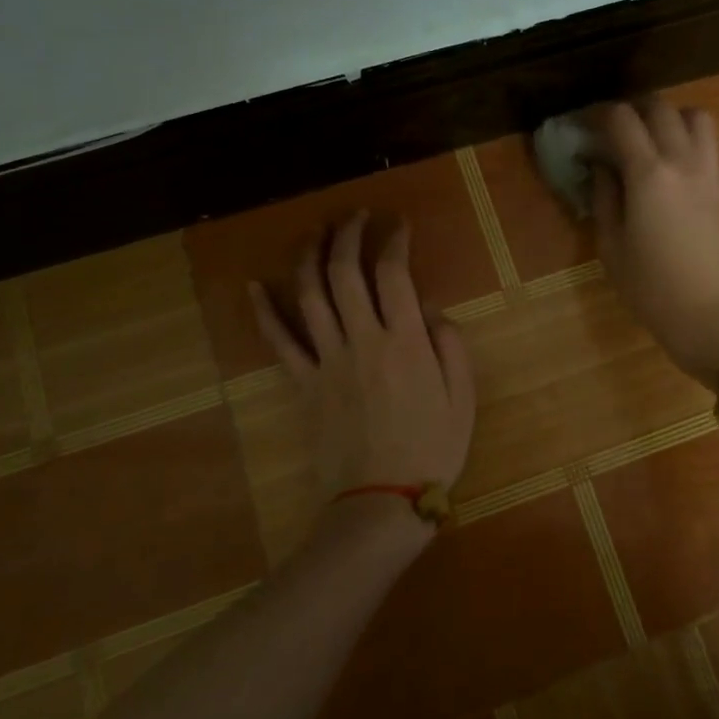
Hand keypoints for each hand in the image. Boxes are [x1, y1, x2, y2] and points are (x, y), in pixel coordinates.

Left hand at [249, 212, 476, 546]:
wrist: (381, 502)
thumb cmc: (432, 451)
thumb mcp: (463, 398)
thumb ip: (449, 346)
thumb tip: (429, 310)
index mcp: (404, 342)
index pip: (393, 273)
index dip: (394, 241)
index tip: (398, 225)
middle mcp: (362, 340)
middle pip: (345, 272)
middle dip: (348, 234)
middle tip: (356, 216)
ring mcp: (327, 360)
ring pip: (310, 295)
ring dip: (310, 256)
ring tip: (316, 232)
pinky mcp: (303, 384)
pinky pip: (279, 342)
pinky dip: (265, 312)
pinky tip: (255, 286)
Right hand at [591, 97, 718, 382]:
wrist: (709, 316)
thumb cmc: (650, 287)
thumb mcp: (611, 245)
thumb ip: (604, 196)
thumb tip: (601, 164)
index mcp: (648, 175)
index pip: (622, 119)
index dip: (598, 114)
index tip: (583, 127)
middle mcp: (682, 162)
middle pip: (660, 107)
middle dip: (632, 109)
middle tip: (612, 129)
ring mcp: (708, 172)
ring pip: (695, 116)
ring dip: (668, 116)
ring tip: (648, 139)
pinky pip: (707, 143)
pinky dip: (686, 137)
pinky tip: (667, 165)